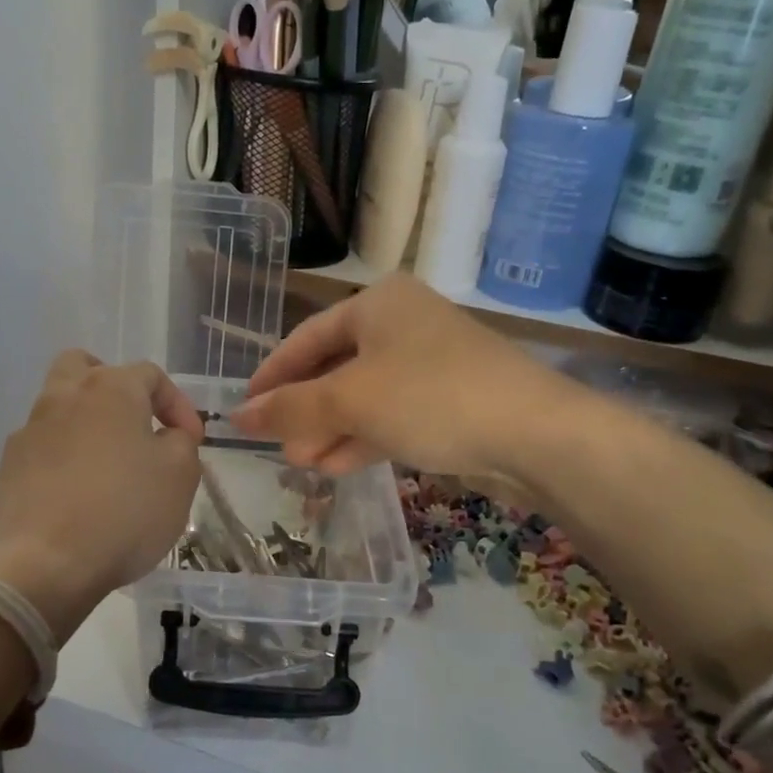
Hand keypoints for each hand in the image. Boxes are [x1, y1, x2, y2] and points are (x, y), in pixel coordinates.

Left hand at [0, 351, 201, 650]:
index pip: (151, 375)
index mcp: (110, 389)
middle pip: (85, 366)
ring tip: (107, 464)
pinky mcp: (9, 467)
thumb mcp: (180, 475)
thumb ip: (181, 442)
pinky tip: (76, 493)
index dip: (177, 404)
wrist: (48, 564)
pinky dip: (62, 458)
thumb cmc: (126, 511)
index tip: (191, 440)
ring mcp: (29, 431)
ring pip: (58, 406)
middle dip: (113, 385)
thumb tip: (167, 435)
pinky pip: (42, 447)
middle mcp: (64, 397)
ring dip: (86, 423)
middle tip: (134, 420)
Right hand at [230, 275, 562, 479]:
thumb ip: (290, 408)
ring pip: (363, 397)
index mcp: (378, 304)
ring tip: (302, 466)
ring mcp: (430, 363)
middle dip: (304, 412)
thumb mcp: (350, 400)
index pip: (306, 338)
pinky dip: (363, 438)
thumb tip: (237, 417)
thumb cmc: (431, 398)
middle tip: (277, 448)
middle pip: (335, 369)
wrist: (534, 434)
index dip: (272, 375)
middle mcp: (403, 325)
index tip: (244, 410)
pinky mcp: (449, 401)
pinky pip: (392, 416)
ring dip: (330, 431)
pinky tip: (337, 467)